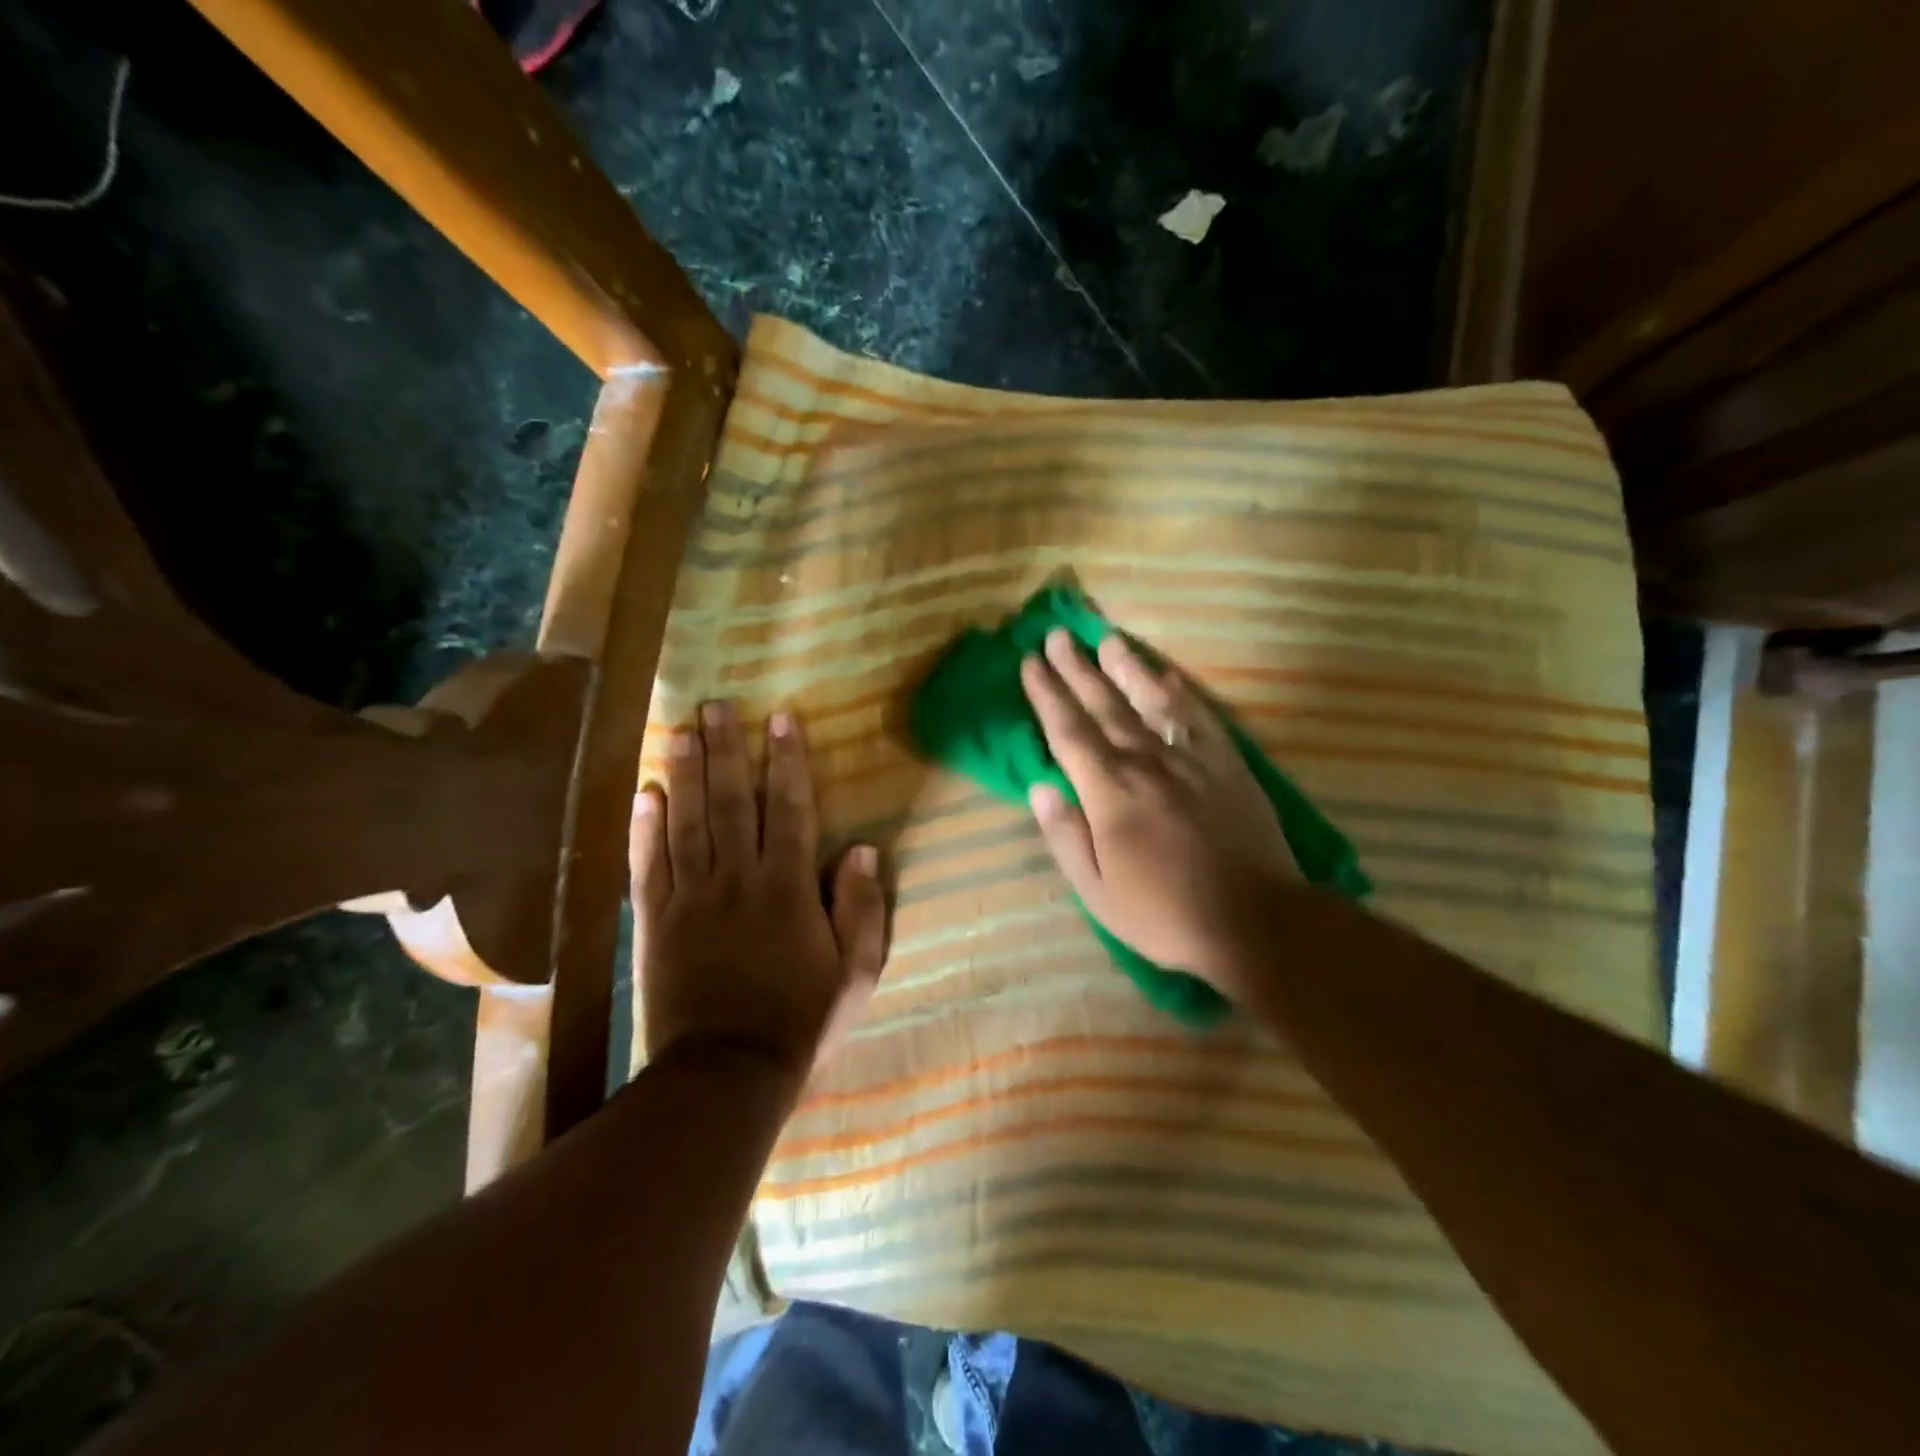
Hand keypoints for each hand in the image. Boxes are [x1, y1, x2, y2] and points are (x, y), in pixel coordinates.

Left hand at [631, 701, 886, 1077]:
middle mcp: (737, 880)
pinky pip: (648, 866)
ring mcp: (691, 899)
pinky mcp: (655, 923)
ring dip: (686, 774)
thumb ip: (862, 908)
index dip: (788, 762)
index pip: (790, 810)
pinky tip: (645, 794)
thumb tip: (862, 849)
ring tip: (681, 731)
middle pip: (732, 802)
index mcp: (788, 889)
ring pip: (688, 823)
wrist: (727, 1072)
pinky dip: (645, 828)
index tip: (781, 720)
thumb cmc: (802, 1020)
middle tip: (715, 706)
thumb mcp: (856, 971)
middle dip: (727, 750)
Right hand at [1021, 629, 1296, 987]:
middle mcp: (1146, 762)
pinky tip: (1167, 675)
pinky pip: (1199, 717)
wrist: (1254, 921)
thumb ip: (1065, 834)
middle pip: (1104, 706)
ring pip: (1151, 701)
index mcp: (1109, 792)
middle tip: (1057, 636)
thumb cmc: (1164, 913)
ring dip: (1126, 668)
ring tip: (1107, 639)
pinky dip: (1180, 692)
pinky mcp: (1228, 764)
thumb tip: (1040, 787)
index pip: (1068, 731)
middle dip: (1077, 669)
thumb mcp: (1096, 891)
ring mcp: (1191, 759)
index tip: (1030, 662)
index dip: (1046, 694)